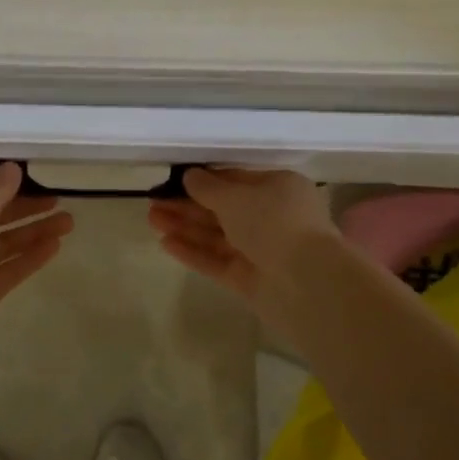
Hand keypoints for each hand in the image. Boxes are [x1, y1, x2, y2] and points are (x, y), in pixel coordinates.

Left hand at [0, 164, 74, 351]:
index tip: (29, 178)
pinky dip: (30, 256)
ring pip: (4, 241)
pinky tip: (56, 245)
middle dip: (25, 207)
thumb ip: (0, 187)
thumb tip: (12, 167)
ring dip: (34, 230)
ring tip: (69, 222)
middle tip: (57, 200)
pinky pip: (8, 267)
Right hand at [148, 168, 335, 300]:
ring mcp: (263, 251)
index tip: (173, 180)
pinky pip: (219, 261)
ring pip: (218, 235)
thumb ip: (208, 187)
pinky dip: (195, 252)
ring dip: (186, 226)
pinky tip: (166, 243)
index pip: (236, 179)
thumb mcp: (236, 196)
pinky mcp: (252, 280)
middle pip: (224, 209)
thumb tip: (189, 176)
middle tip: (154, 201)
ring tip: (152, 219)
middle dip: (188, 205)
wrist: (307, 283)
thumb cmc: (274, 223)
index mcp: (279, 188)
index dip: (204, 180)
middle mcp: (273, 218)